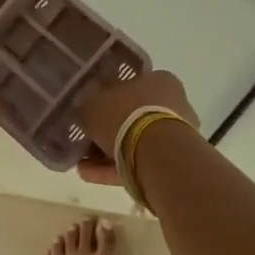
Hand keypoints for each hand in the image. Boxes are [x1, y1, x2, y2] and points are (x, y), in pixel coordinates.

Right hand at [75, 69, 198, 186]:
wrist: (157, 153)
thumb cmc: (126, 116)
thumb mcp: (93, 102)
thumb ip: (88, 102)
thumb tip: (87, 106)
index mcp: (159, 80)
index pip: (130, 84)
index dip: (106, 97)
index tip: (89, 109)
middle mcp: (172, 104)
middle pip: (131, 116)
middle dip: (107, 129)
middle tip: (84, 138)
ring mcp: (174, 135)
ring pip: (133, 142)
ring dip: (106, 152)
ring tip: (81, 162)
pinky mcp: (170, 162)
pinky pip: (136, 162)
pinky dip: (113, 168)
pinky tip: (88, 173)